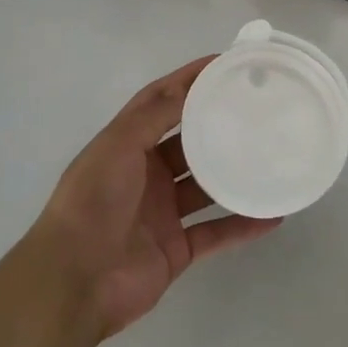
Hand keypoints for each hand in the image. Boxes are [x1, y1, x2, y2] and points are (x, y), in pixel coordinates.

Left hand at [27, 56, 280, 339]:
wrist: (74, 282)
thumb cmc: (93, 203)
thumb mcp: (118, 146)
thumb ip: (154, 116)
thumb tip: (189, 85)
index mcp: (126, 145)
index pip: (161, 101)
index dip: (188, 80)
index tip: (224, 63)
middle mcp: (145, 175)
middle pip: (188, 143)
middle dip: (217, 125)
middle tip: (257, 108)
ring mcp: (162, 213)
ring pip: (206, 187)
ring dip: (234, 175)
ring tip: (271, 157)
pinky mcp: (176, 250)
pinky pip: (216, 232)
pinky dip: (242, 224)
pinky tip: (273, 214)